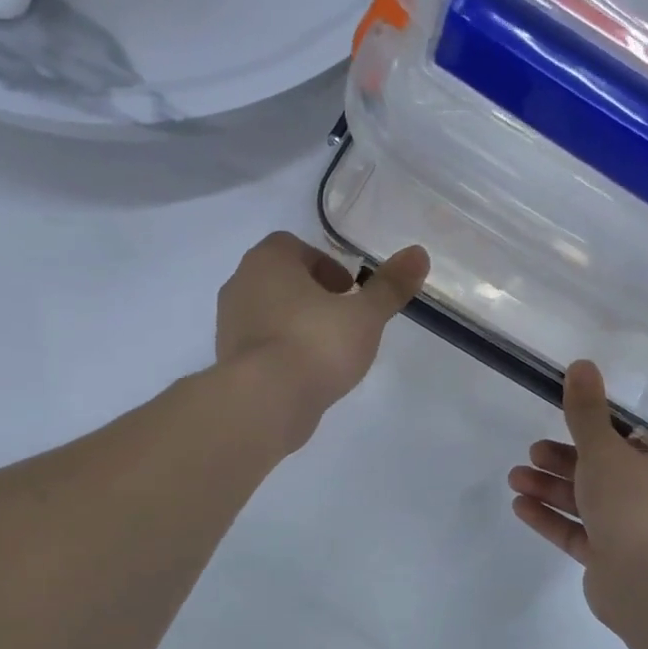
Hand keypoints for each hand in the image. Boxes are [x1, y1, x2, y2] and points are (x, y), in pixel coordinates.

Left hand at [216, 232, 429, 449]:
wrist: (264, 402)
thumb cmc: (315, 344)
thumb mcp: (365, 315)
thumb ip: (390, 286)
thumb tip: (419, 254)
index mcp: (267, 261)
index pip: (293, 246)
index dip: (325, 265)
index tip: (349, 292)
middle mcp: (240, 284)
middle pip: (281, 280)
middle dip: (312, 295)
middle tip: (343, 320)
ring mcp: (228, 325)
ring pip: (270, 313)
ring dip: (297, 324)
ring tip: (328, 352)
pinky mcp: (228, 361)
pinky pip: (261, 346)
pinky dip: (283, 352)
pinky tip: (307, 375)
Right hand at [508, 360, 647, 644]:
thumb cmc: (636, 506)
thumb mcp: (605, 450)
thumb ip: (586, 412)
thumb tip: (581, 363)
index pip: (631, 442)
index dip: (594, 433)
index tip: (561, 426)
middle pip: (604, 472)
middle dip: (562, 462)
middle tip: (531, 453)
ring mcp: (636, 533)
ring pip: (588, 503)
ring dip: (551, 488)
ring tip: (515, 479)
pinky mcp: (613, 561)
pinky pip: (579, 533)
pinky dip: (552, 518)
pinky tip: (520, 507)